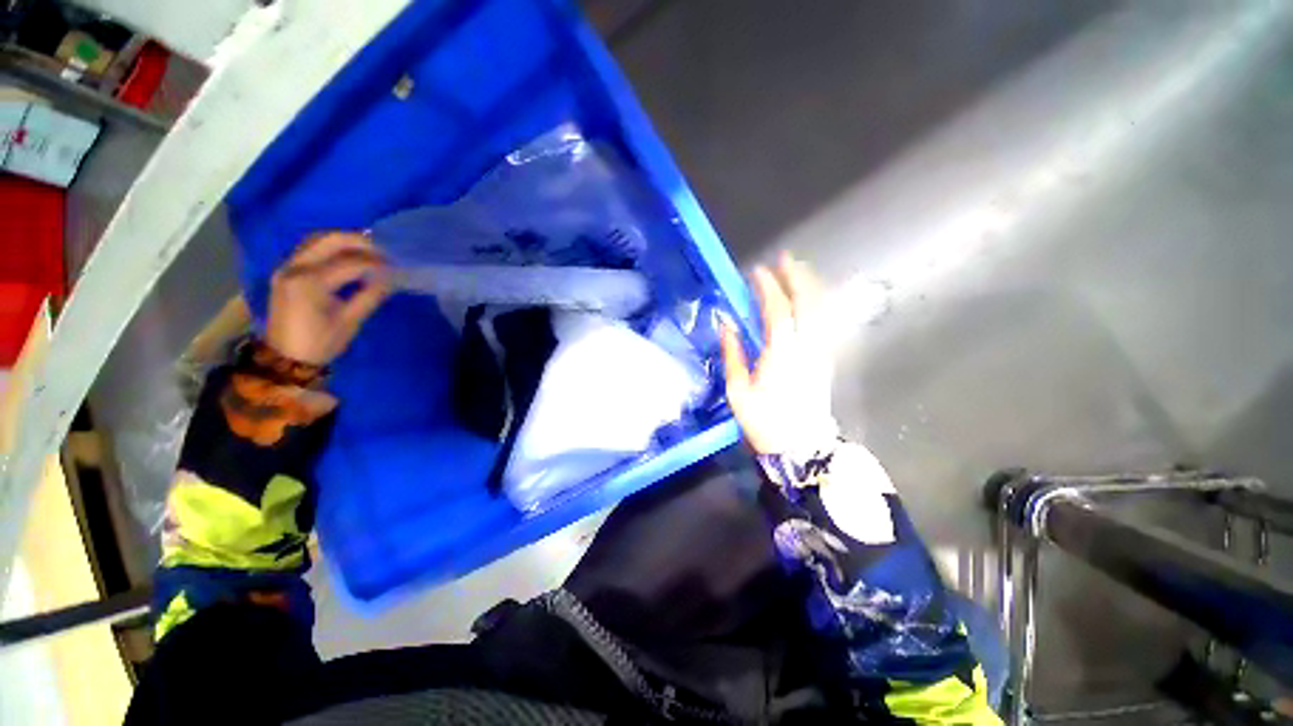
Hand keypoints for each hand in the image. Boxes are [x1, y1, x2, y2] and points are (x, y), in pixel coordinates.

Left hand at [266, 232, 390, 365]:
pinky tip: (348, 258)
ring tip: (368, 251)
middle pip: (328, 240)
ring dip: (344, 242)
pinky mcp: (286, 272)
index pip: (350, 263)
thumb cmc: (321, 342)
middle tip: (383, 250)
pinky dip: (331, 249)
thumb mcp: (350, 320)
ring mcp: (287, 268)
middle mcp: (295, 268)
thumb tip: (390, 279)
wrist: (286, 358)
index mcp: (311, 282)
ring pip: (316, 241)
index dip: (376, 263)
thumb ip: (370, 295)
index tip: (396, 267)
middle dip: (359, 241)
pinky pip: (310, 250)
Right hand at [720, 252, 838, 455]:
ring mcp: (820, 353)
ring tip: (798, 270)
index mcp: (781, 354)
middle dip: (797, 277)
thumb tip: (727, 325)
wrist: (800, 447)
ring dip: (810, 286)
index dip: (768, 288)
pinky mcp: (825, 359)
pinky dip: (817, 304)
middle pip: (808, 303)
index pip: (778, 311)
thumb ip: (733, 355)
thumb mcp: (738, 391)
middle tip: (785, 259)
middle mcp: (806, 348)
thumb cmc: (764, 421)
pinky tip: (809, 298)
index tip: (757, 272)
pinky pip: (824, 322)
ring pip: (821, 310)